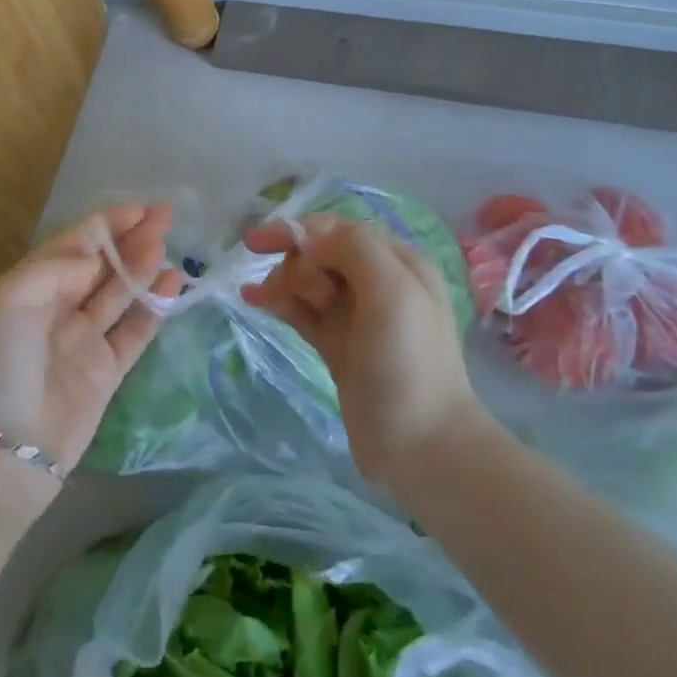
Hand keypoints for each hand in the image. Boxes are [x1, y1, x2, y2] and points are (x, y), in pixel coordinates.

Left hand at [0, 204, 180, 480]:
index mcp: (25, 290)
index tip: (140, 207)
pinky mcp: (104, 373)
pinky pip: (134, 331)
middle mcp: (54, 311)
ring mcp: (80, 342)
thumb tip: (93, 262)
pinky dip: (154, 307)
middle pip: (99, 266)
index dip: (106, 225)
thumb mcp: (7, 301)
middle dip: (130, 239)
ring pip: (119, 293)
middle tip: (166, 216)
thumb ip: (55, 270)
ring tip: (169, 241)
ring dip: (143, 266)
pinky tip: (172, 282)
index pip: (71, 246)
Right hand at [242, 214, 475, 488]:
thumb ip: (354, 249)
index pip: (339, 230)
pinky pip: (304, 312)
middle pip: (321, 253)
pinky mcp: (339, 346)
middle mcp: (379, 283)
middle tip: (296, 293)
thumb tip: (308, 237)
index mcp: (399, 263)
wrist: (422, 447)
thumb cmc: (408, 364)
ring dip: (283, 281)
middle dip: (296, 263)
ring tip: (263, 298)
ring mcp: (358, 317)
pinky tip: (254, 299)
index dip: (297, 229)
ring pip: (309, 282)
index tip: (257, 242)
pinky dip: (280, 301)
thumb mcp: (392, 292)